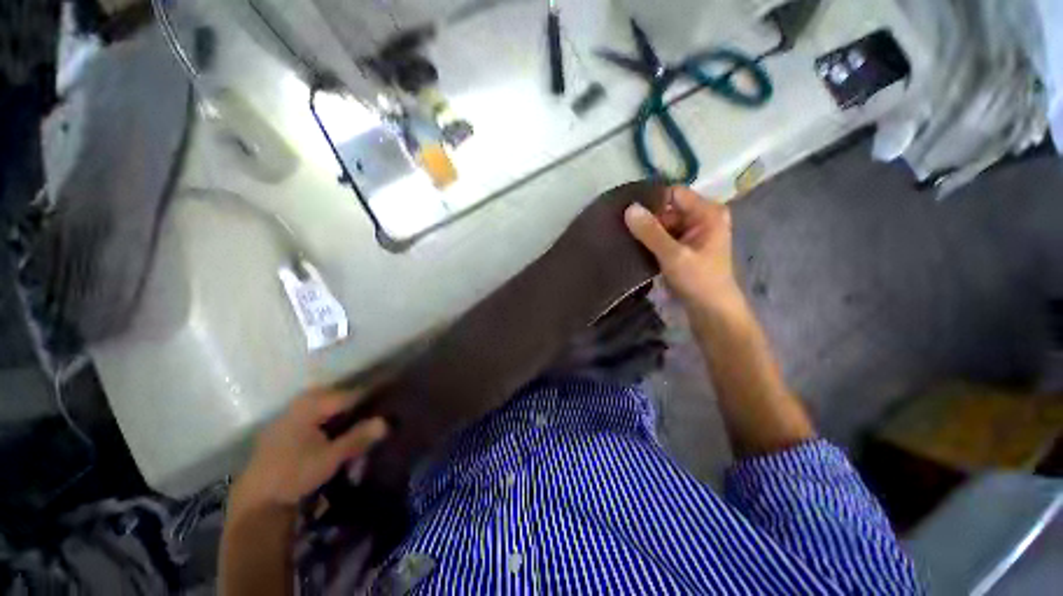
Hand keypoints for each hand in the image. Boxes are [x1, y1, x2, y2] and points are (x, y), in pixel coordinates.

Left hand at [231, 388, 388, 512]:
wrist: (256, 499)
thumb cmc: (295, 475)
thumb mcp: (330, 457)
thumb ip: (358, 437)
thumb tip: (386, 422)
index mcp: (310, 406)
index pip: (349, 394)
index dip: (370, 395)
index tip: (388, 393)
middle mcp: (298, 405)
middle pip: (335, 395)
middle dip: (354, 398)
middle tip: (373, 404)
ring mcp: (288, 416)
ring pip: (322, 404)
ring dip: (340, 407)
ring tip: (357, 414)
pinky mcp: (282, 429)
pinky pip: (311, 413)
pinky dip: (326, 416)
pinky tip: (333, 427)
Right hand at [625, 186, 740, 310]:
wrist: (711, 311)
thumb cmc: (699, 281)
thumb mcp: (673, 256)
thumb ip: (651, 232)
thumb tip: (629, 208)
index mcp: (708, 212)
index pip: (674, 193)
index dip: (652, 200)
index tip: (628, 211)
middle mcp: (702, 217)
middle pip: (668, 209)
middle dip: (647, 218)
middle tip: (622, 227)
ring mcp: (692, 233)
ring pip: (663, 223)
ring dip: (646, 231)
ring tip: (624, 236)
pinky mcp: (684, 246)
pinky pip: (663, 236)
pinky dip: (650, 241)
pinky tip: (634, 246)